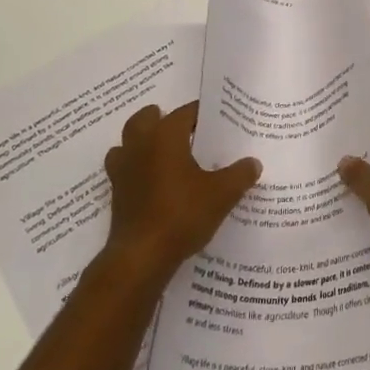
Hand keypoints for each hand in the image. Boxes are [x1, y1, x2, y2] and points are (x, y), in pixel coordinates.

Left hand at [102, 102, 261, 284]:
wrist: (141, 257)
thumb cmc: (182, 214)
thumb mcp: (222, 194)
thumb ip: (240, 174)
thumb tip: (253, 162)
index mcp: (165, 136)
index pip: (185, 112)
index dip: (202, 113)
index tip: (218, 120)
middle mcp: (140, 145)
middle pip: (146, 119)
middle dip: (162, 119)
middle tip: (185, 131)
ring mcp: (123, 170)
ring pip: (127, 143)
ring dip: (143, 143)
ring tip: (166, 155)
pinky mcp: (116, 194)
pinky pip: (124, 170)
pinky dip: (135, 170)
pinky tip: (153, 184)